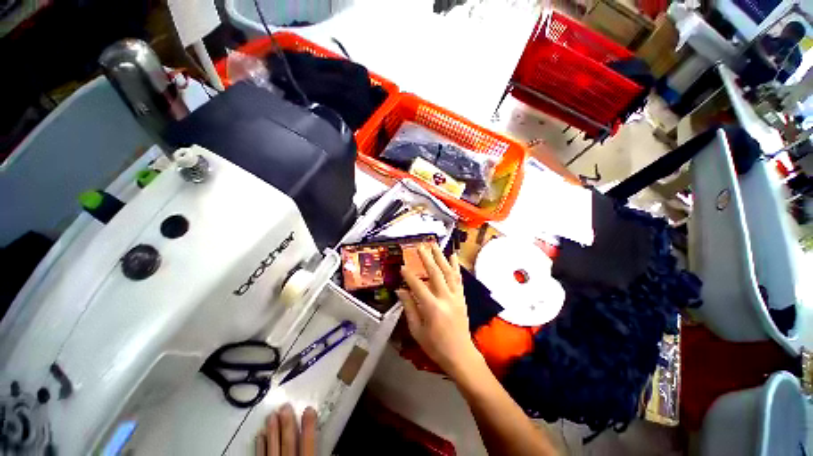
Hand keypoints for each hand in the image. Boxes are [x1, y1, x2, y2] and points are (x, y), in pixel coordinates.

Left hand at [255, 404, 316, 455]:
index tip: (309, 409)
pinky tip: (260, 436)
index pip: (308, 442)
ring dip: (272, 430)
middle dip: (287, 422)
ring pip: (273, 446)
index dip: (309, 424)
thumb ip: (314, 450)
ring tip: (272, 414)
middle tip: (285, 406)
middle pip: (288, 441)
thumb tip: (327, 444)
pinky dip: (260, 445)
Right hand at [395, 244, 483, 378]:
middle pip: (435, 273)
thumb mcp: (417, 330)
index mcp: (432, 308)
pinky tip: (453, 256)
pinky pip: (458, 279)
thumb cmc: (435, 346)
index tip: (402, 266)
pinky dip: (455, 266)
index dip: (409, 276)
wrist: (460, 355)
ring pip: (448, 272)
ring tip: (435, 245)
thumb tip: (400, 290)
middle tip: (420, 246)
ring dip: (441, 257)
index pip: (418, 286)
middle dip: (427, 258)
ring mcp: (456, 296)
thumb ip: (409, 308)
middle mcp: (445, 298)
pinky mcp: (462, 297)